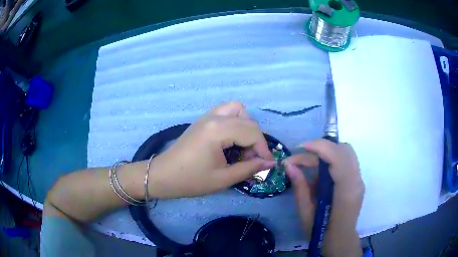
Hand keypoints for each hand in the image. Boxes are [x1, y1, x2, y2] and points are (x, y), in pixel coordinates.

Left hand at [149, 102, 275, 198]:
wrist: (163, 175)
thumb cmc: (191, 180)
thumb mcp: (223, 178)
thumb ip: (249, 168)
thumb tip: (269, 163)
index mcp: (218, 130)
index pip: (252, 132)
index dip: (263, 148)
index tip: (267, 164)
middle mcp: (214, 117)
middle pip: (247, 119)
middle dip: (255, 139)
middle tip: (251, 158)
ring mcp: (206, 116)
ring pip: (236, 109)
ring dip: (245, 125)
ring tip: (242, 145)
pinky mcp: (202, 120)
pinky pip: (225, 112)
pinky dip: (234, 121)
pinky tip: (231, 139)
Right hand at [283, 140, 363, 237]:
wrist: (340, 240)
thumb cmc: (321, 232)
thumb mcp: (306, 213)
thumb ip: (300, 187)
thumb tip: (288, 165)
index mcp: (346, 191)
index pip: (338, 157)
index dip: (319, 147)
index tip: (300, 148)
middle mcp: (356, 181)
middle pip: (343, 149)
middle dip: (321, 148)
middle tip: (301, 157)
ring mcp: (359, 179)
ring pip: (345, 152)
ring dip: (326, 152)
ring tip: (308, 163)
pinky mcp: (356, 180)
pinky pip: (345, 160)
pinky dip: (331, 159)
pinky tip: (319, 172)